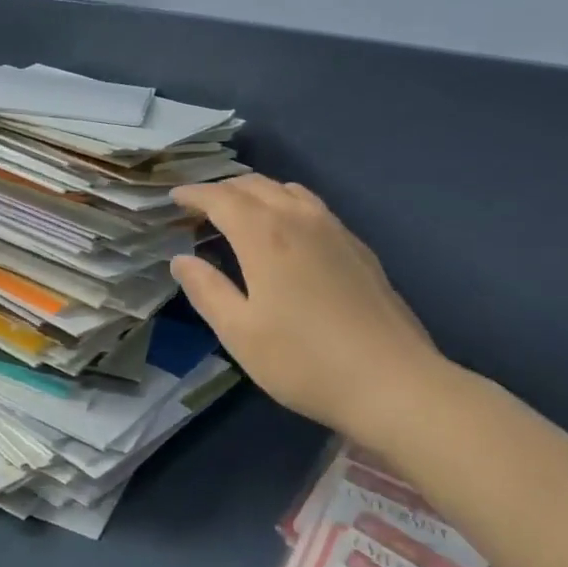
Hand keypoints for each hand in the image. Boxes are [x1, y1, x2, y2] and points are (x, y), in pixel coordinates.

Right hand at [170, 176, 452, 445]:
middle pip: (254, 184)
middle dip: (222, 189)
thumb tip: (181, 260)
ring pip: (287, 190)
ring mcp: (335, 230)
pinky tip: (286, 235)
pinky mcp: (358, 247)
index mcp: (264, 234)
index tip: (174, 198)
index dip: (194, 194)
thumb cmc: (304, 361)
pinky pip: (312, 207)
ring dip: (256, 193)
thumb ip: (206, 290)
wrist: (393, 382)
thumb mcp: (239, 333)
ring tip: (239, 214)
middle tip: (200, 208)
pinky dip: (286, 205)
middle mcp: (299, 218)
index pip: (220, 197)